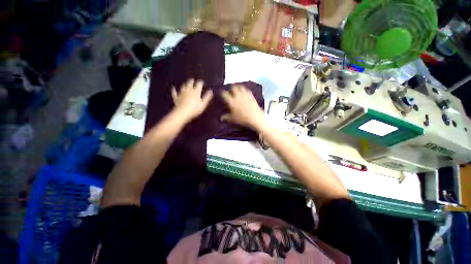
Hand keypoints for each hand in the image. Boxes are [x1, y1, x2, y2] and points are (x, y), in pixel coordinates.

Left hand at [171, 79, 212, 121]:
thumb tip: (211, 91)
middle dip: (192, 81)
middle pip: (190, 83)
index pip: (199, 84)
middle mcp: (188, 90)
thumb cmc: (195, 109)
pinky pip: (174, 92)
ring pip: (183, 86)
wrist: (182, 113)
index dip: (200, 82)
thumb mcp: (203, 104)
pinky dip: (174, 89)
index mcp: (196, 92)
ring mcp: (181, 93)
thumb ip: (207, 97)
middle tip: (193, 80)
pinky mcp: (176, 97)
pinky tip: (173, 87)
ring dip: (185, 84)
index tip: (202, 82)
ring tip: (186, 83)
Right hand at [220, 85, 265, 129]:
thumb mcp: (232, 120)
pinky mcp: (252, 97)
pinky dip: (245, 91)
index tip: (221, 93)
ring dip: (238, 88)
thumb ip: (225, 118)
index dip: (221, 93)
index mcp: (232, 101)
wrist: (255, 118)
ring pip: (241, 87)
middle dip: (231, 88)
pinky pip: (248, 91)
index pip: (224, 94)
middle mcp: (238, 96)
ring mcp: (245, 95)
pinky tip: (245, 93)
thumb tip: (221, 118)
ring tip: (238, 90)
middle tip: (230, 91)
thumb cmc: (242, 119)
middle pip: (234, 87)